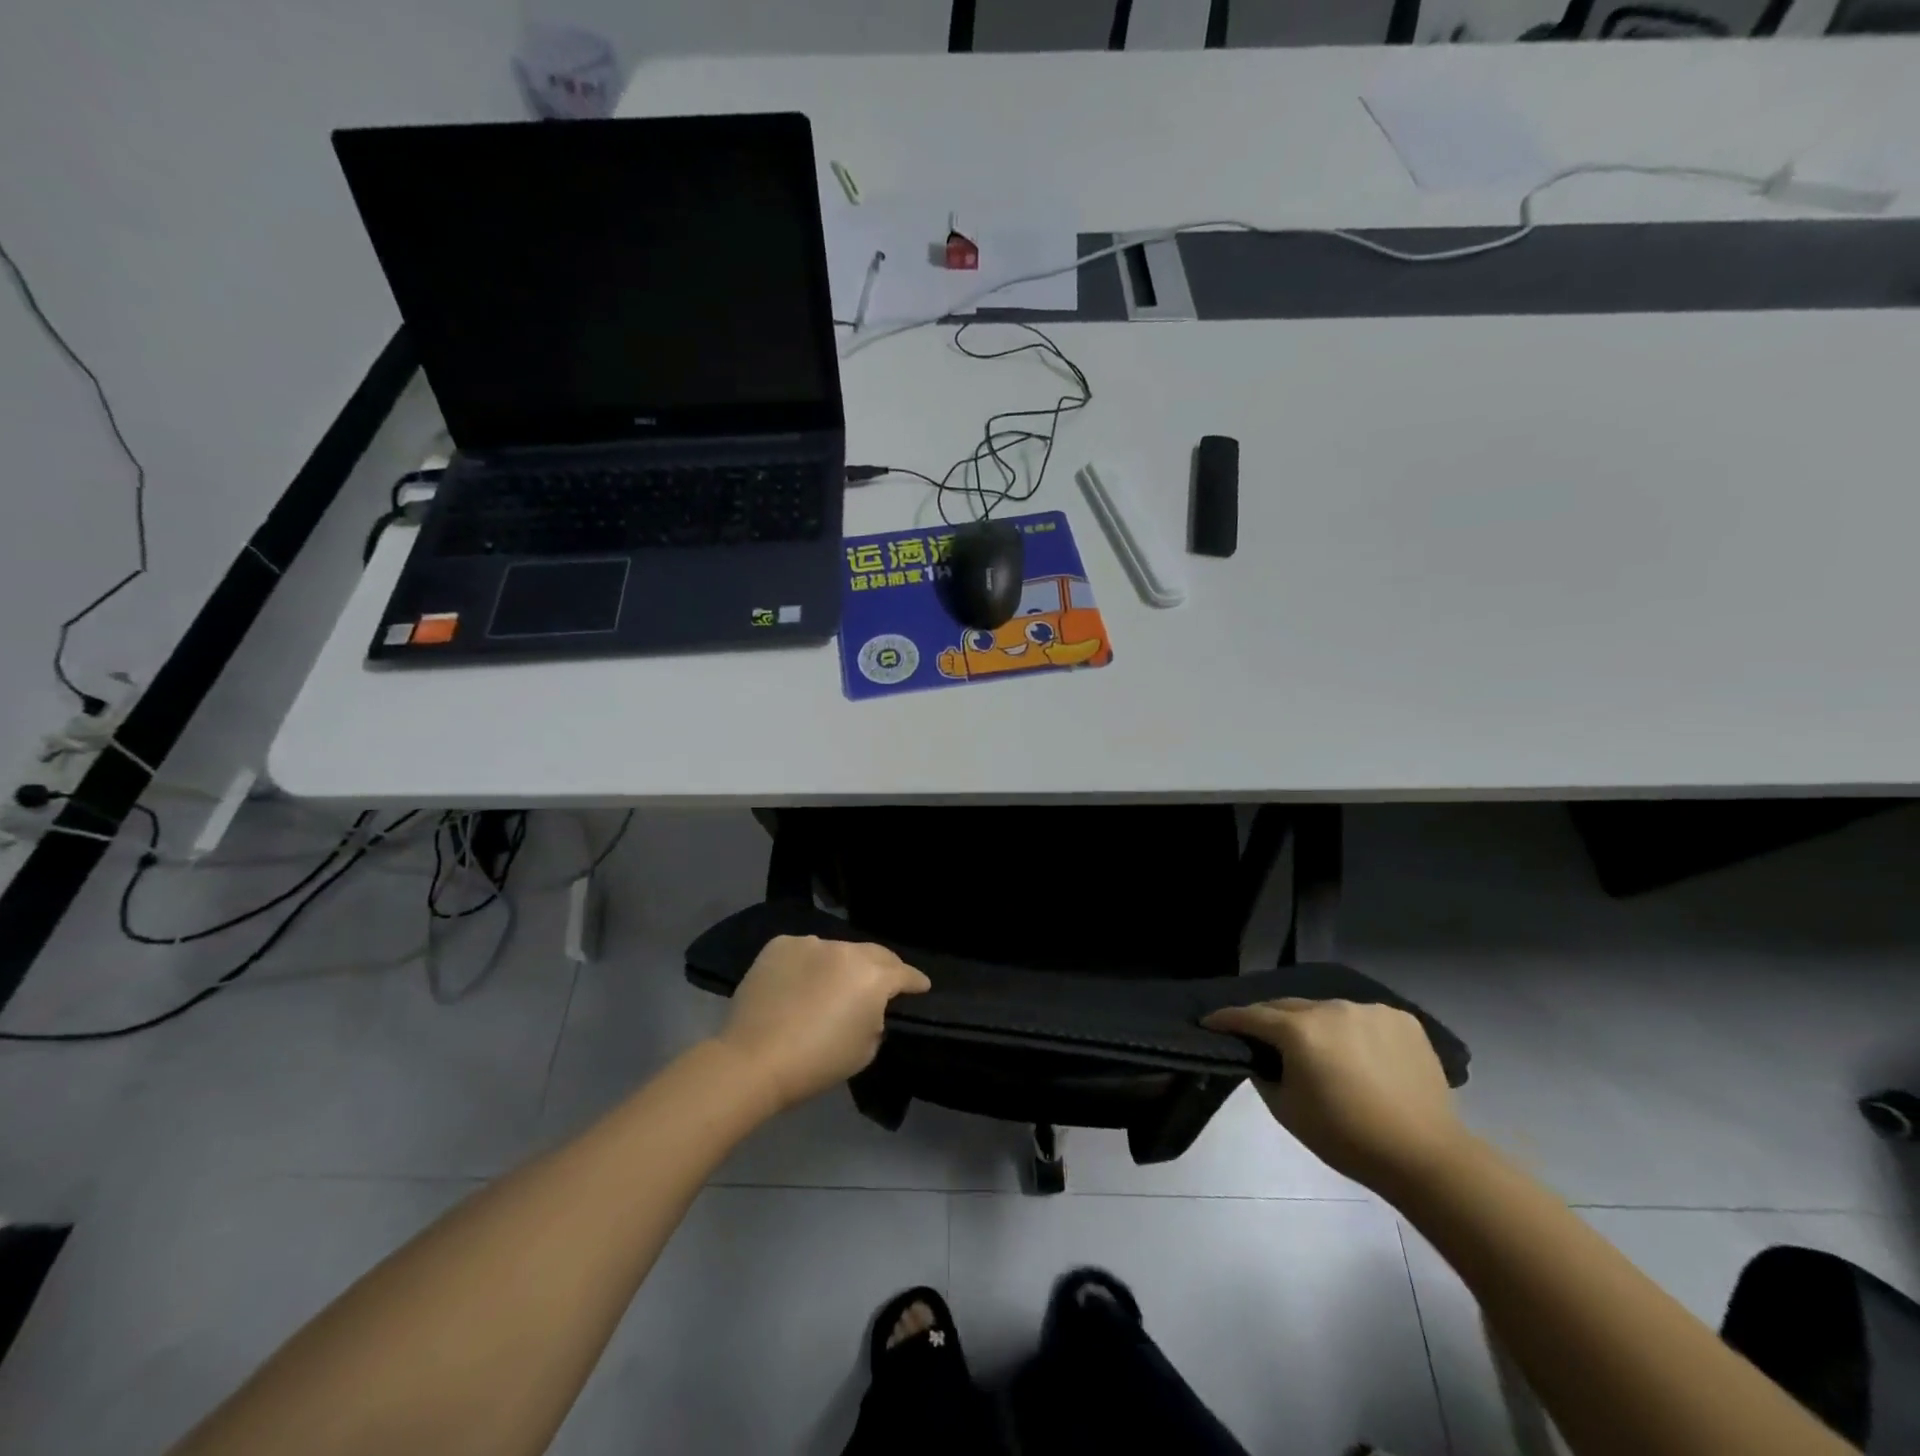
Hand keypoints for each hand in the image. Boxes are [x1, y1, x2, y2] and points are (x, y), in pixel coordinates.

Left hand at [714, 936, 929, 1112]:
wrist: (753, 1060)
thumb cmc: (817, 1063)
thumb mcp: (865, 1049)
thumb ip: (876, 1018)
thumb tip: (869, 1007)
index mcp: (873, 976)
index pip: (905, 973)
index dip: (916, 982)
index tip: (922, 987)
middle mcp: (846, 950)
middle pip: (874, 954)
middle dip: (883, 968)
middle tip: (883, 984)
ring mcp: (810, 943)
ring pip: (837, 951)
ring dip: (841, 965)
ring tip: (832, 985)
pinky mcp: (780, 945)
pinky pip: (804, 951)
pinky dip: (808, 964)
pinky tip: (799, 983)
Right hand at [1201, 998, 1467, 1195]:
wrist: (1426, 1158)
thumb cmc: (1347, 1138)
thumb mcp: (1287, 1111)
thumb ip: (1264, 1074)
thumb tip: (1262, 1057)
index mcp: (1299, 1030)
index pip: (1250, 1016)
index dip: (1226, 1019)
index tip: (1209, 1022)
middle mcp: (1331, 1008)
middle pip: (1288, 1007)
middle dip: (1270, 1020)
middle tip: (1261, 1038)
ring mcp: (1369, 1010)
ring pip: (1327, 1010)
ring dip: (1314, 1024)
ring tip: (1317, 1048)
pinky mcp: (1402, 1018)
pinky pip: (1363, 1017)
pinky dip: (1352, 1030)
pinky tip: (1359, 1054)